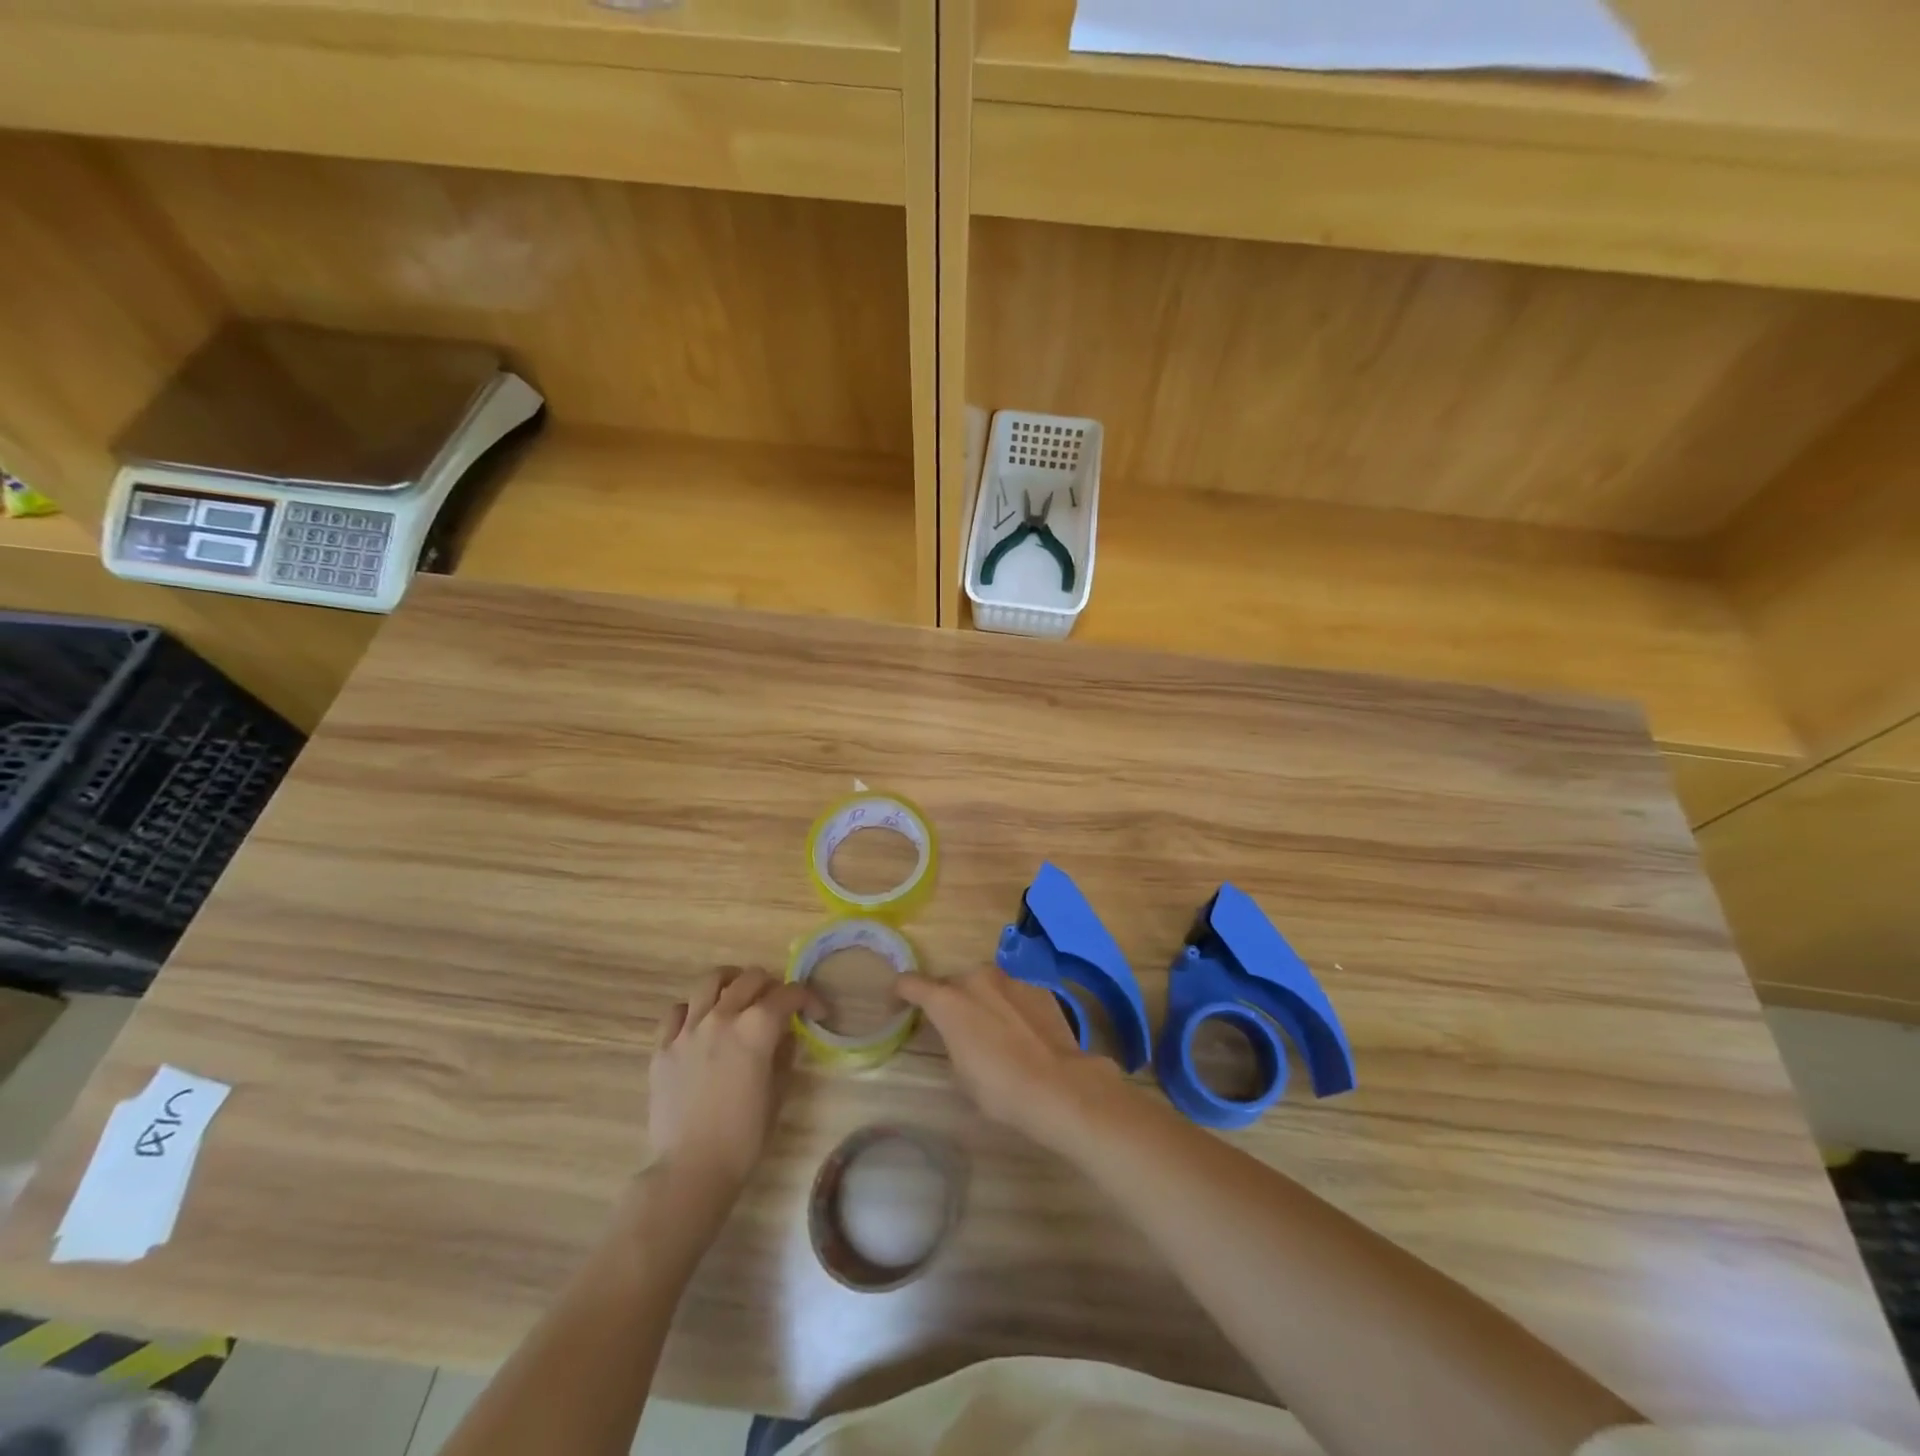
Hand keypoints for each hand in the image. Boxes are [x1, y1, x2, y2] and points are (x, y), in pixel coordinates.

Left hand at [648, 967, 818, 1191]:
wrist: (691, 1170)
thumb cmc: (744, 1137)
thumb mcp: (778, 1093)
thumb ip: (783, 1055)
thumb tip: (785, 1037)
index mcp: (756, 1028)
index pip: (788, 994)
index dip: (809, 998)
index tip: (817, 1012)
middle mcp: (722, 1017)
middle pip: (750, 978)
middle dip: (772, 985)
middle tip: (778, 1004)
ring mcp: (688, 1030)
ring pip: (710, 982)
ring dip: (731, 983)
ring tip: (738, 995)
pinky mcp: (662, 1048)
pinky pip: (677, 1011)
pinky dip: (693, 1009)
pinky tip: (700, 1024)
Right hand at [896, 967, 1125, 1147]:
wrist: (1058, 1084)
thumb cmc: (1000, 1087)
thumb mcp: (960, 1071)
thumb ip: (950, 1039)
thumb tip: (958, 1031)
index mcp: (947, 999)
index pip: (910, 983)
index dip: (900, 994)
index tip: (897, 1007)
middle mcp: (976, 978)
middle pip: (951, 983)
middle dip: (947, 1000)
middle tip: (952, 1028)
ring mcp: (1009, 978)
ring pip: (984, 984)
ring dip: (980, 1000)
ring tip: (990, 1030)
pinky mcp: (1037, 985)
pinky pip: (1012, 991)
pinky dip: (1008, 1005)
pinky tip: (1020, 1031)